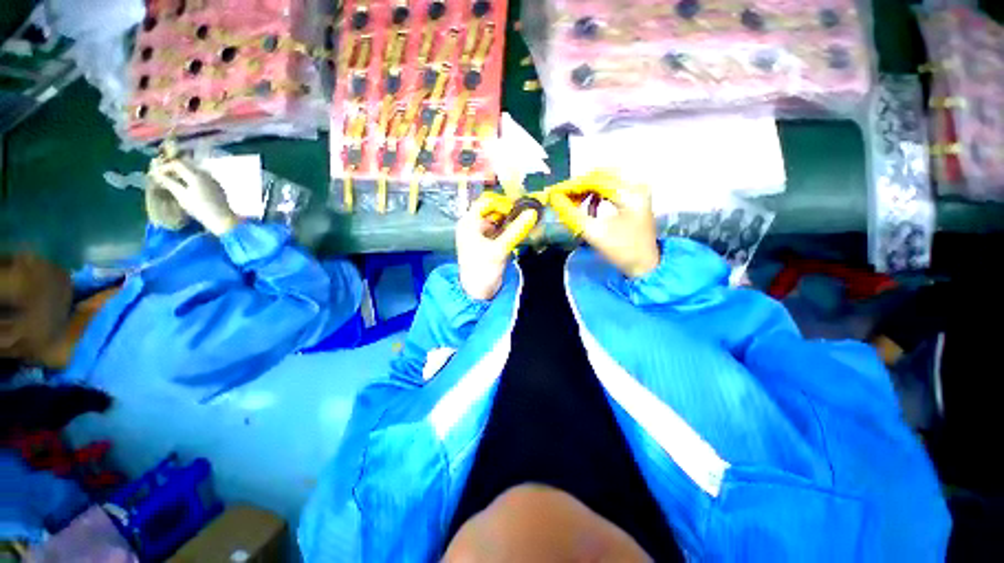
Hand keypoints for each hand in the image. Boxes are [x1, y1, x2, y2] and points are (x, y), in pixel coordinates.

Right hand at [148, 159, 238, 235]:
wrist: (223, 219)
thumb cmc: (200, 209)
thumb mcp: (181, 196)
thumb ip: (169, 183)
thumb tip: (156, 174)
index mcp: (196, 175)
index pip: (178, 164)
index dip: (165, 166)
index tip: (157, 173)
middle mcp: (206, 174)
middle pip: (187, 165)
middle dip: (174, 168)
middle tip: (164, 174)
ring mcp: (213, 180)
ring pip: (195, 170)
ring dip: (184, 172)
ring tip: (174, 179)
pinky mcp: (218, 186)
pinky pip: (203, 177)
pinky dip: (193, 177)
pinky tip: (188, 185)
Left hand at [456, 193, 539, 300]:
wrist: (477, 292)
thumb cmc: (483, 269)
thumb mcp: (500, 249)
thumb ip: (516, 230)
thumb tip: (532, 213)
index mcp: (469, 223)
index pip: (486, 202)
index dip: (503, 203)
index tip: (520, 208)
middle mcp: (473, 225)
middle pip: (493, 211)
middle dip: (509, 212)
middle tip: (526, 213)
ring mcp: (480, 234)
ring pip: (498, 221)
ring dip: (511, 221)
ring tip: (527, 221)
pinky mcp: (488, 243)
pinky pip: (499, 231)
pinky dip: (509, 230)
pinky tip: (521, 231)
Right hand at [549, 172, 659, 277]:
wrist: (645, 265)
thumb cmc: (622, 250)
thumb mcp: (594, 233)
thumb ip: (572, 214)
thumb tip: (554, 199)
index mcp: (629, 192)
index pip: (595, 180)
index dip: (572, 186)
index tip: (554, 193)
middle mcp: (635, 185)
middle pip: (600, 177)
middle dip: (578, 187)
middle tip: (561, 198)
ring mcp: (636, 191)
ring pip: (604, 182)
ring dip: (586, 191)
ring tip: (572, 203)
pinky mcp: (633, 198)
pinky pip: (610, 189)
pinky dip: (595, 196)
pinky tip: (588, 207)